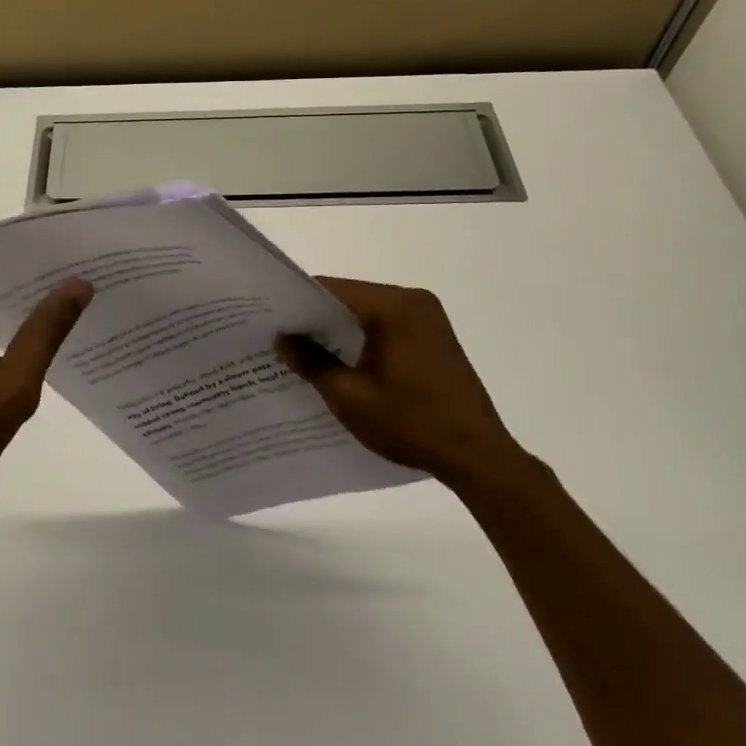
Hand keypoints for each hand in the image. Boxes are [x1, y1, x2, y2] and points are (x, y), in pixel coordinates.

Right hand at [277, 278, 529, 487]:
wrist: (477, 456)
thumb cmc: (411, 423)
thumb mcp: (350, 397)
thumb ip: (312, 362)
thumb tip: (281, 339)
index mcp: (394, 307)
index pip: (332, 289)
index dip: (297, 302)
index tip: (267, 318)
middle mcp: (413, 301)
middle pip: (350, 298)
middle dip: (315, 317)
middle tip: (277, 336)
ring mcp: (427, 318)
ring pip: (366, 313)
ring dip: (337, 330)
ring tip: (300, 350)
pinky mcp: (433, 336)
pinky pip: (385, 326)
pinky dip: (360, 338)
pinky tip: (338, 361)